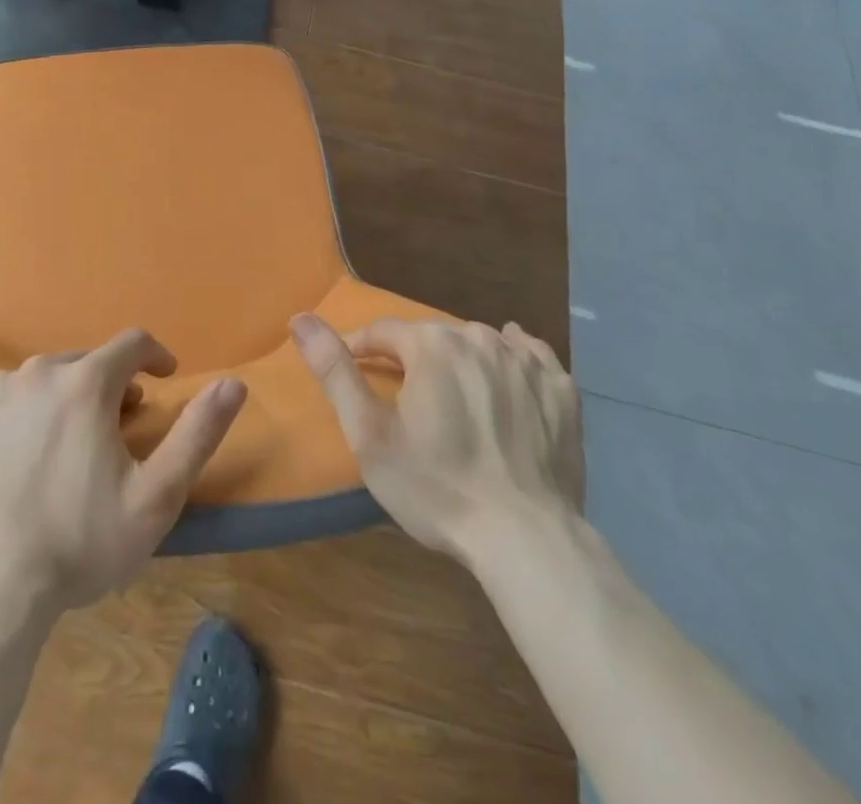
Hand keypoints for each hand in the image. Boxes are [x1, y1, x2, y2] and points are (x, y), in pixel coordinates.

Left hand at [0, 329, 246, 611]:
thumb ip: (197, 433)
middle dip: (109, 385)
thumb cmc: (79, 542)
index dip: (155, 356)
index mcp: (86, 382)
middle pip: (86, 362)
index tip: (164, 377)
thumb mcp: (156, 496)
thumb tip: (233, 383)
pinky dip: (21, 411)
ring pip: (42, 379)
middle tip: (117, 427)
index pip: (132, 343)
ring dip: (64, 397)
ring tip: (67, 444)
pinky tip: (19, 451)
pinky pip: (2, 397)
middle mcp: (39, 372)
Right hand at [290, 313, 582, 563]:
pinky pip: (531, 355)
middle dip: (411, 358)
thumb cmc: (436, 487)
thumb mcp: (368, 434)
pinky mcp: (560, 390)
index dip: (361, 348)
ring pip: (478, 342)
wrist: (527, 540)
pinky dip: (515, 357)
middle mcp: (477, 338)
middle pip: (431, 336)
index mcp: (430, 345)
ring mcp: (524, 362)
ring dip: (457, 360)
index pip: (382, 331)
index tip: (352, 370)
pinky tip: (508, 371)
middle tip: (404, 398)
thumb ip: (334, 371)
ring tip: (451, 395)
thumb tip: (299, 318)